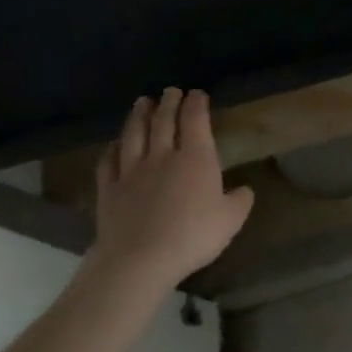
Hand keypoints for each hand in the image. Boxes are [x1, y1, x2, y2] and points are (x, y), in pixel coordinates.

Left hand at [88, 88, 254, 293]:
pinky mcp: (109, 190)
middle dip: (168, 103)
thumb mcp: (232, 219)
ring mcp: (132, 171)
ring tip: (141, 102)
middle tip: (170, 91)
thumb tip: (242, 189)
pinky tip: (114, 144)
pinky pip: (109, 162)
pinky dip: (112, 148)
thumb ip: (240, 200)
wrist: (139, 260)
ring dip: (138, 116)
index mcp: (196, 158)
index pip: (195, 121)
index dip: (197, 104)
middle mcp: (163, 156)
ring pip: (134, 135)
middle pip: (163, 122)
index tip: (197, 93)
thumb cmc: (193, 235)